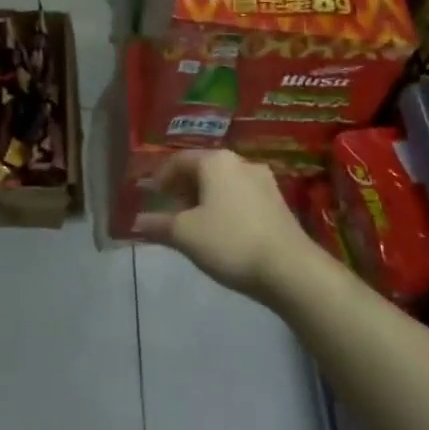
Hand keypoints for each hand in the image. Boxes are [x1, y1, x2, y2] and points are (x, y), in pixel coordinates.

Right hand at [134, 151, 306, 297]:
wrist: (291, 270)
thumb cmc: (230, 241)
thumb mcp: (185, 234)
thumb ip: (158, 225)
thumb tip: (137, 222)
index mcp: (216, 161)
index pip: (179, 160)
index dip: (160, 176)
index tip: (151, 195)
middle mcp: (240, 162)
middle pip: (203, 169)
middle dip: (183, 188)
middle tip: (170, 209)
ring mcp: (264, 182)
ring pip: (224, 184)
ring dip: (205, 198)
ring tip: (194, 223)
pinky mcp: (278, 204)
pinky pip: (241, 197)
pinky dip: (225, 207)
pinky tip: (221, 231)